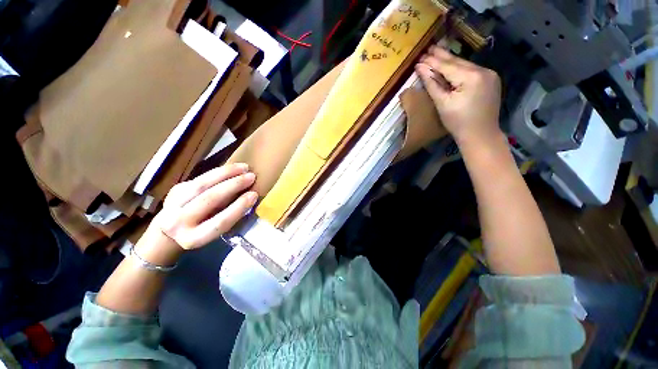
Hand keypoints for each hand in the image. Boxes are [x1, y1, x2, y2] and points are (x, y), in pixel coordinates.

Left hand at [153, 163, 257, 250]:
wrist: (171, 230)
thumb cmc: (202, 232)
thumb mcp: (215, 232)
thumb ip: (229, 217)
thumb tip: (248, 197)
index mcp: (194, 238)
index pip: (220, 222)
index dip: (238, 207)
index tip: (254, 195)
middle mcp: (178, 223)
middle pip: (209, 199)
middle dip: (233, 185)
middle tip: (251, 176)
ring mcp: (173, 204)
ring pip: (202, 184)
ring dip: (226, 173)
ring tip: (244, 167)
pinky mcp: (175, 190)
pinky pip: (200, 178)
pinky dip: (218, 172)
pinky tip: (232, 168)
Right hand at [415, 46, 502, 145]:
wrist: (480, 135)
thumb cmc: (458, 122)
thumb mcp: (442, 104)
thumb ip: (432, 84)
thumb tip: (421, 68)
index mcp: (471, 77)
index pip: (447, 66)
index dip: (432, 62)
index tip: (419, 57)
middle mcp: (483, 71)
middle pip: (458, 62)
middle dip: (442, 56)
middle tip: (428, 49)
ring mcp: (490, 75)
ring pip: (465, 65)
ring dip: (450, 61)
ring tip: (437, 54)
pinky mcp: (491, 80)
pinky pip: (472, 71)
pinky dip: (459, 69)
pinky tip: (451, 66)